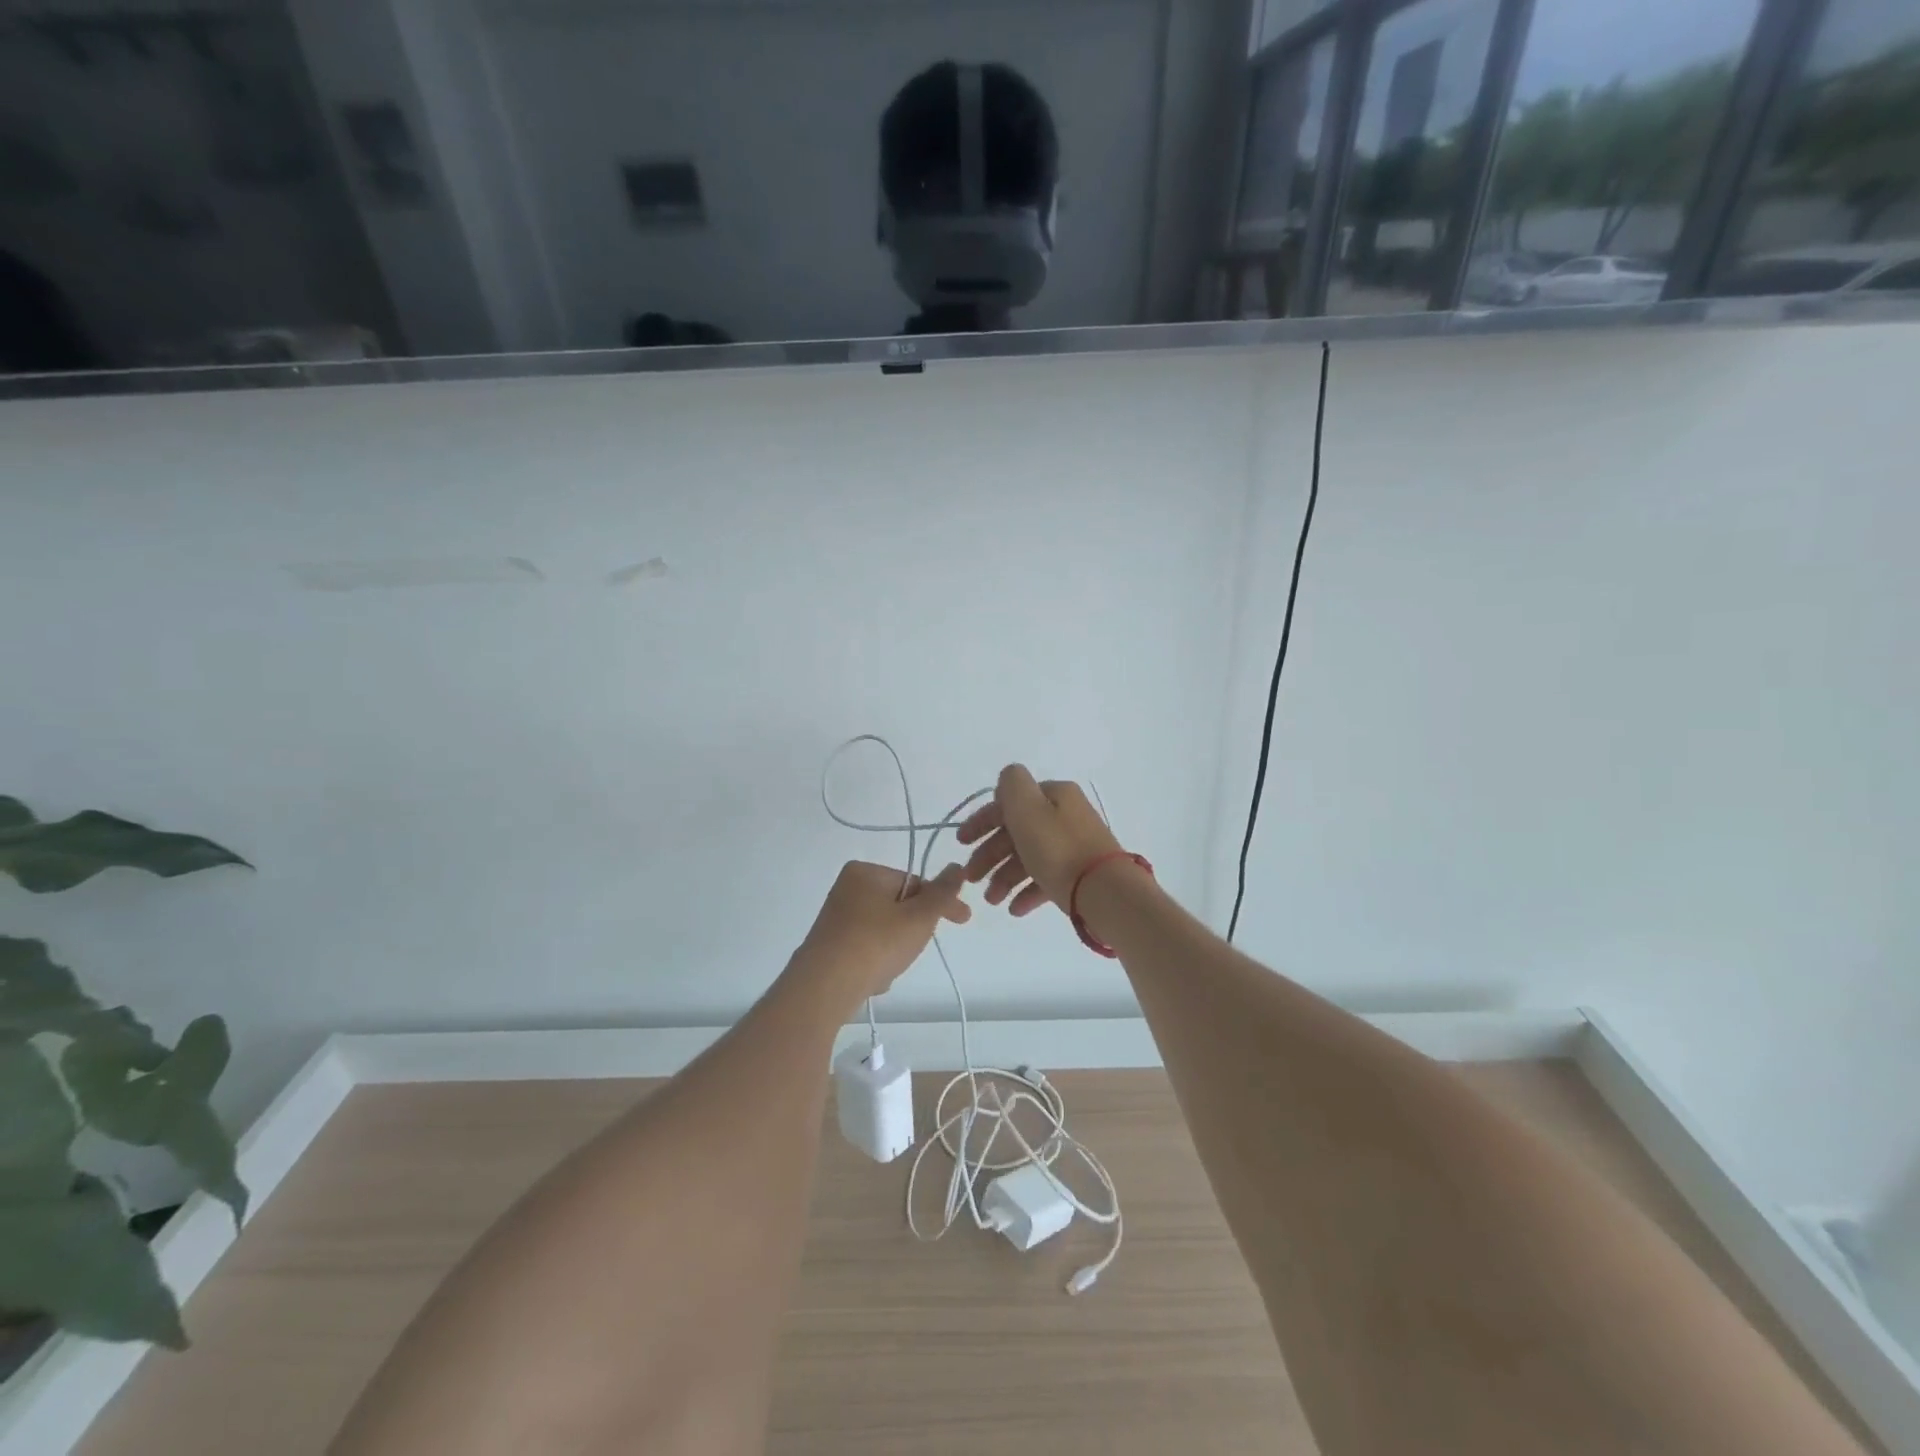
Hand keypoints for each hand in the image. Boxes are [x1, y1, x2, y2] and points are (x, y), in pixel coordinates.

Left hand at [793, 859, 970, 1003]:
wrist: (825, 987)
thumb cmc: (876, 943)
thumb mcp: (919, 916)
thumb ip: (942, 893)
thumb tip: (957, 867)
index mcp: (865, 872)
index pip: (915, 882)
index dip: (940, 902)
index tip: (963, 920)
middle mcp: (846, 889)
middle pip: (899, 907)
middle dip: (913, 930)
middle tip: (915, 949)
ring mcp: (836, 919)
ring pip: (884, 930)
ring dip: (895, 949)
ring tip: (890, 968)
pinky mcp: (829, 946)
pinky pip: (866, 949)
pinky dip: (875, 962)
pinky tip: (874, 978)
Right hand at [956, 765, 1123, 916]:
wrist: (1107, 893)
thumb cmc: (1059, 850)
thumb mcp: (1027, 808)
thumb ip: (1011, 785)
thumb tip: (1007, 783)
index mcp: (1054, 795)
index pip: (1009, 803)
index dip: (981, 821)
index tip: (960, 843)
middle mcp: (1065, 816)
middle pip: (1017, 832)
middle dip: (990, 855)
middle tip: (971, 877)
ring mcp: (1075, 846)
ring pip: (1030, 857)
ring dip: (1004, 877)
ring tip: (992, 900)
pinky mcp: (1081, 875)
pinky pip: (1047, 878)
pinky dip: (1027, 892)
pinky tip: (1014, 909)